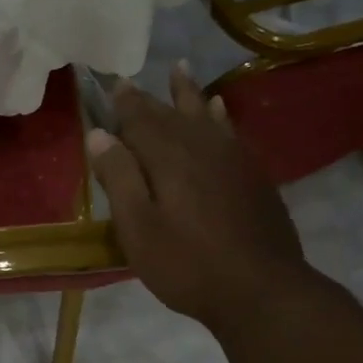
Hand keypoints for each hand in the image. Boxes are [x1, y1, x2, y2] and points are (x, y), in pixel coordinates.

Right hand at [88, 63, 309, 336]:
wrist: (263, 290)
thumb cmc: (187, 265)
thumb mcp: (138, 228)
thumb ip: (119, 178)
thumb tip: (100, 135)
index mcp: (169, 158)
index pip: (140, 120)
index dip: (124, 103)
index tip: (111, 84)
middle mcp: (202, 147)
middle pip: (171, 114)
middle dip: (148, 98)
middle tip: (130, 81)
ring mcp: (233, 159)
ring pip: (205, 116)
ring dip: (188, 94)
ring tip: (180, 71)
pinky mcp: (253, 176)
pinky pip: (231, 131)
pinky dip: (220, 116)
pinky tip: (219, 111)